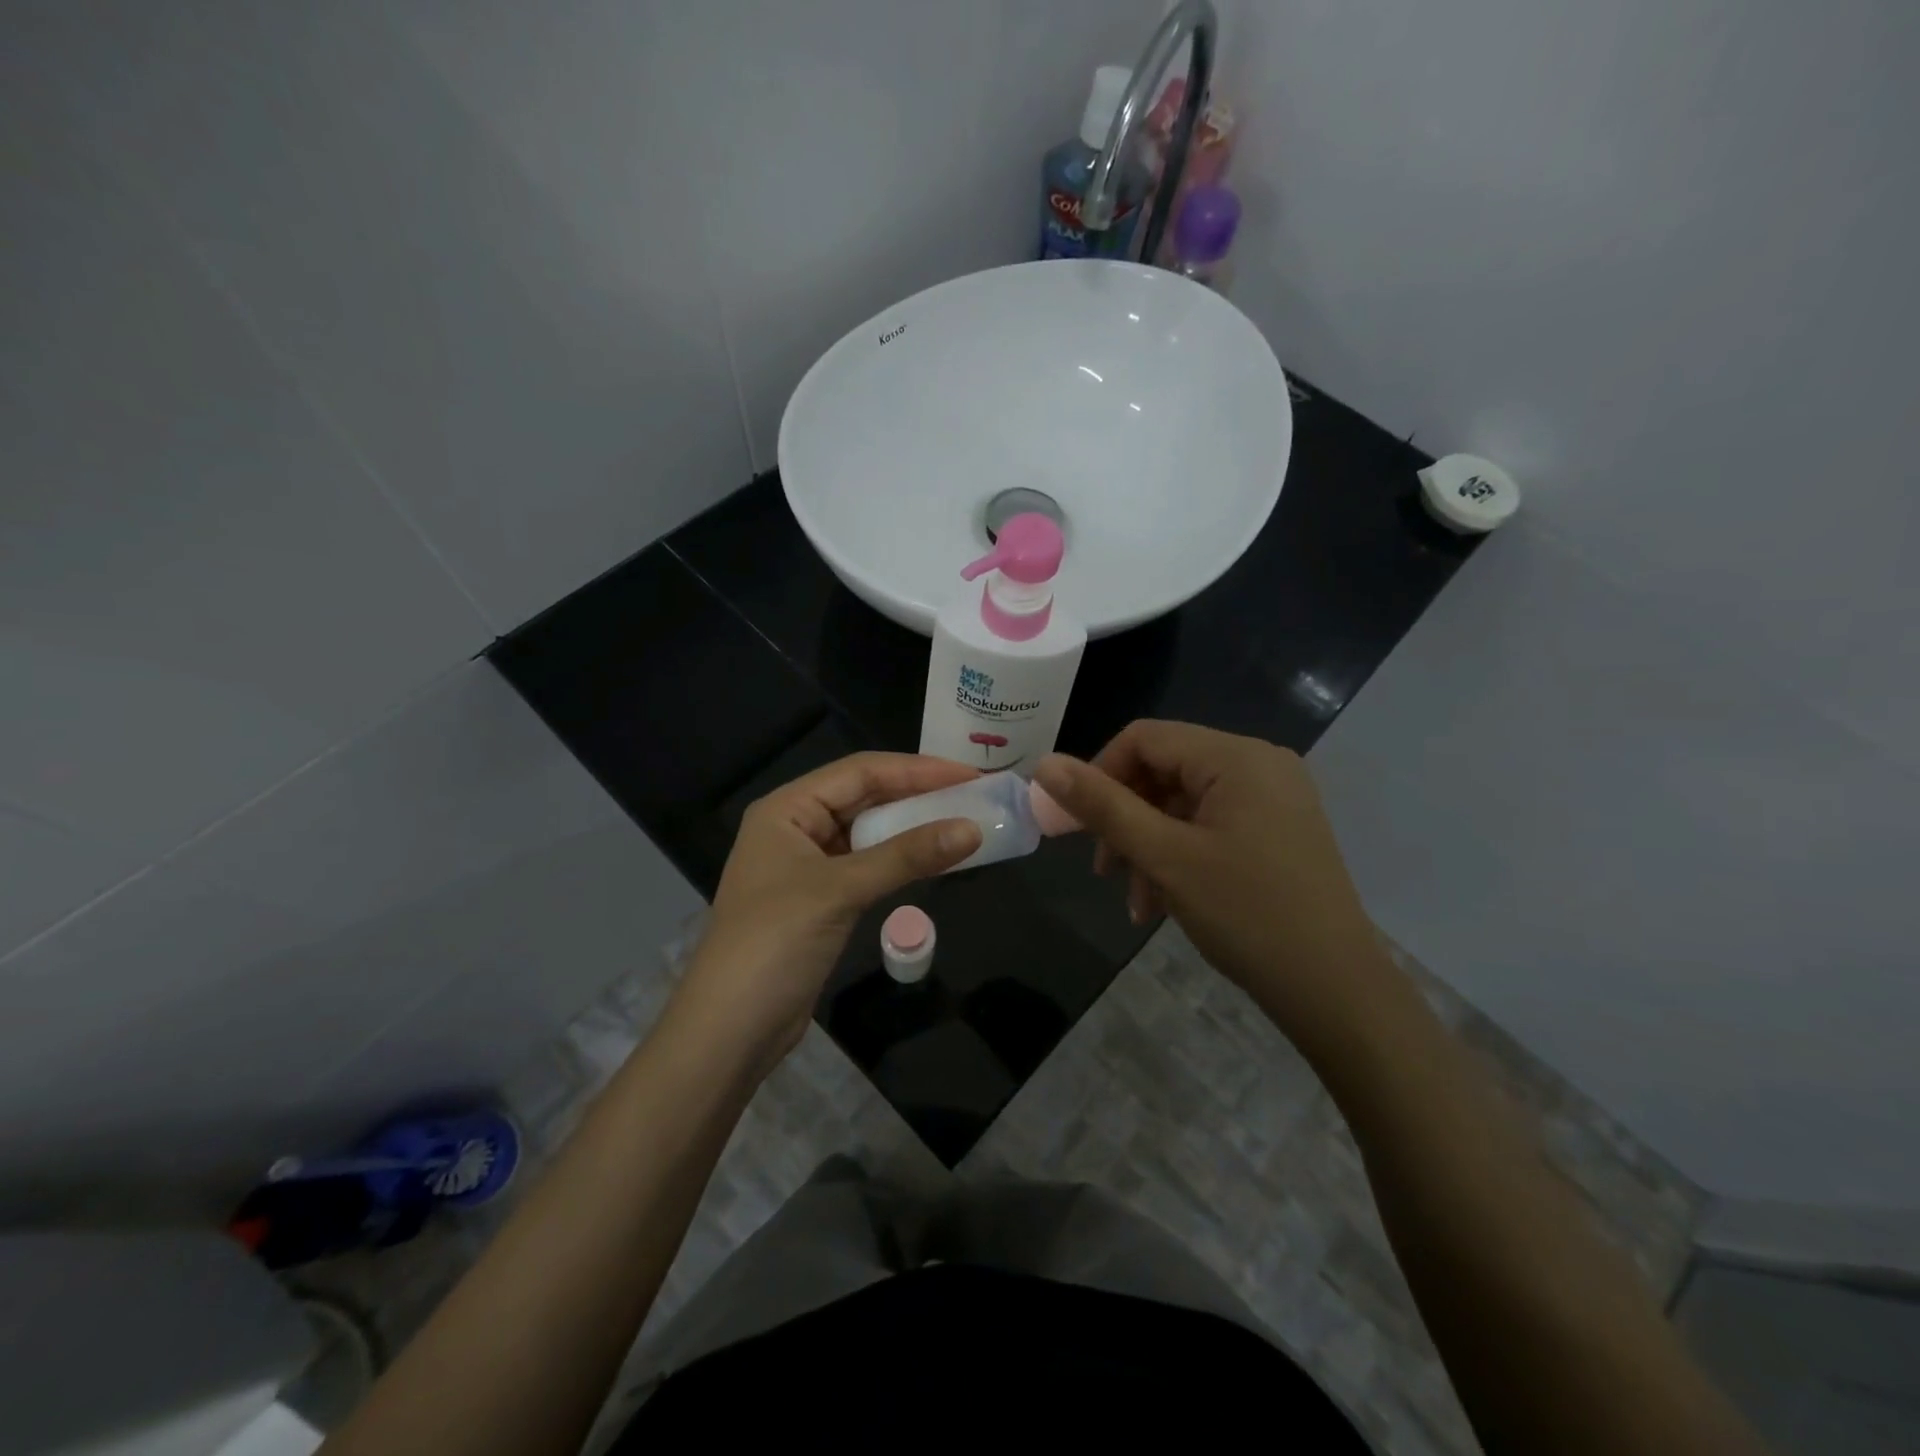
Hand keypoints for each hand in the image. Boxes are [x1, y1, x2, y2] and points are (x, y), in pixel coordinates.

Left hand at [677, 753, 982, 1067]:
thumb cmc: (774, 943)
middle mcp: (795, 828)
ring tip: (963, 823)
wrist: (729, 1031)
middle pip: (865, 797)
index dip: (916, 769)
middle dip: (918, 795)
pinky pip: (868, 865)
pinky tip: (934, 861)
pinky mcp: (821, 900)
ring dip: (912, 829)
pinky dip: (900, 861)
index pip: (860, 771)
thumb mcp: (841, 890)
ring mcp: (807, 866)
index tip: (969, 775)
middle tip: (974, 796)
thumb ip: (907, 856)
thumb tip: (973, 829)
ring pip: (869, 833)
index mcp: (787, 809)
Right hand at [1034, 721, 1388, 1050]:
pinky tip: (1162, 903)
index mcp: (1236, 757)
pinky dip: (1179, 855)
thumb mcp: (1163, 857)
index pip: (1144, 738)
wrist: (1335, 990)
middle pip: (1164, 770)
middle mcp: (1259, 764)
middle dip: (1125, 819)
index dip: (1100, 774)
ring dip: (1148, 846)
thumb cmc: (1246, 914)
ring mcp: (1273, 798)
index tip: (1076, 824)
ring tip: (1134, 900)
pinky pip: (1211, 825)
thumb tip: (1045, 764)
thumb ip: (1102, 806)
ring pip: (1184, 804)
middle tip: (1103, 869)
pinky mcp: (1278, 829)